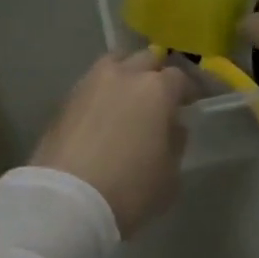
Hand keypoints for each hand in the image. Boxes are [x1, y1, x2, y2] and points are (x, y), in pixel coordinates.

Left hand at [32, 51, 195, 236]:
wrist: (66, 198)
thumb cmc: (128, 189)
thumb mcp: (169, 176)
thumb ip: (176, 143)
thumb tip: (173, 126)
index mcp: (156, 89)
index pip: (180, 77)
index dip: (188, 89)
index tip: (191, 103)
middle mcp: (125, 74)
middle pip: (147, 59)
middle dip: (157, 73)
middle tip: (161, 96)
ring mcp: (93, 80)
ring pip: (116, 62)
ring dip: (127, 73)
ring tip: (129, 97)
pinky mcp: (68, 95)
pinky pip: (94, 82)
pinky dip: (103, 90)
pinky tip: (104, 111)